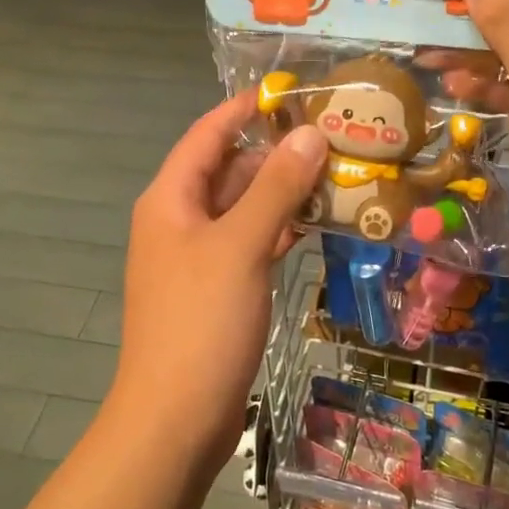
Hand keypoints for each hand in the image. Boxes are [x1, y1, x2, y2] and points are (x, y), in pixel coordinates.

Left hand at [110, 94, 326, 474]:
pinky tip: (315, 225)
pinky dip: (278, 230)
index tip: (293, 90)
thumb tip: (309, 133)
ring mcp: (198, 257)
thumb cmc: (201, 322)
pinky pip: (250, 243)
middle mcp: (180, 220)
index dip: (245, 108)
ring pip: (244, 208)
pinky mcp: (217, 288)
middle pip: (229, 170)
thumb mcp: (241, 245)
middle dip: (277, 153)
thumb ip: (276, 187)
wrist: (175, 418)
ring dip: (283, 193)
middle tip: (334, 137)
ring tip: (337, 175)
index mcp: (171, 199)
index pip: (208, 133)